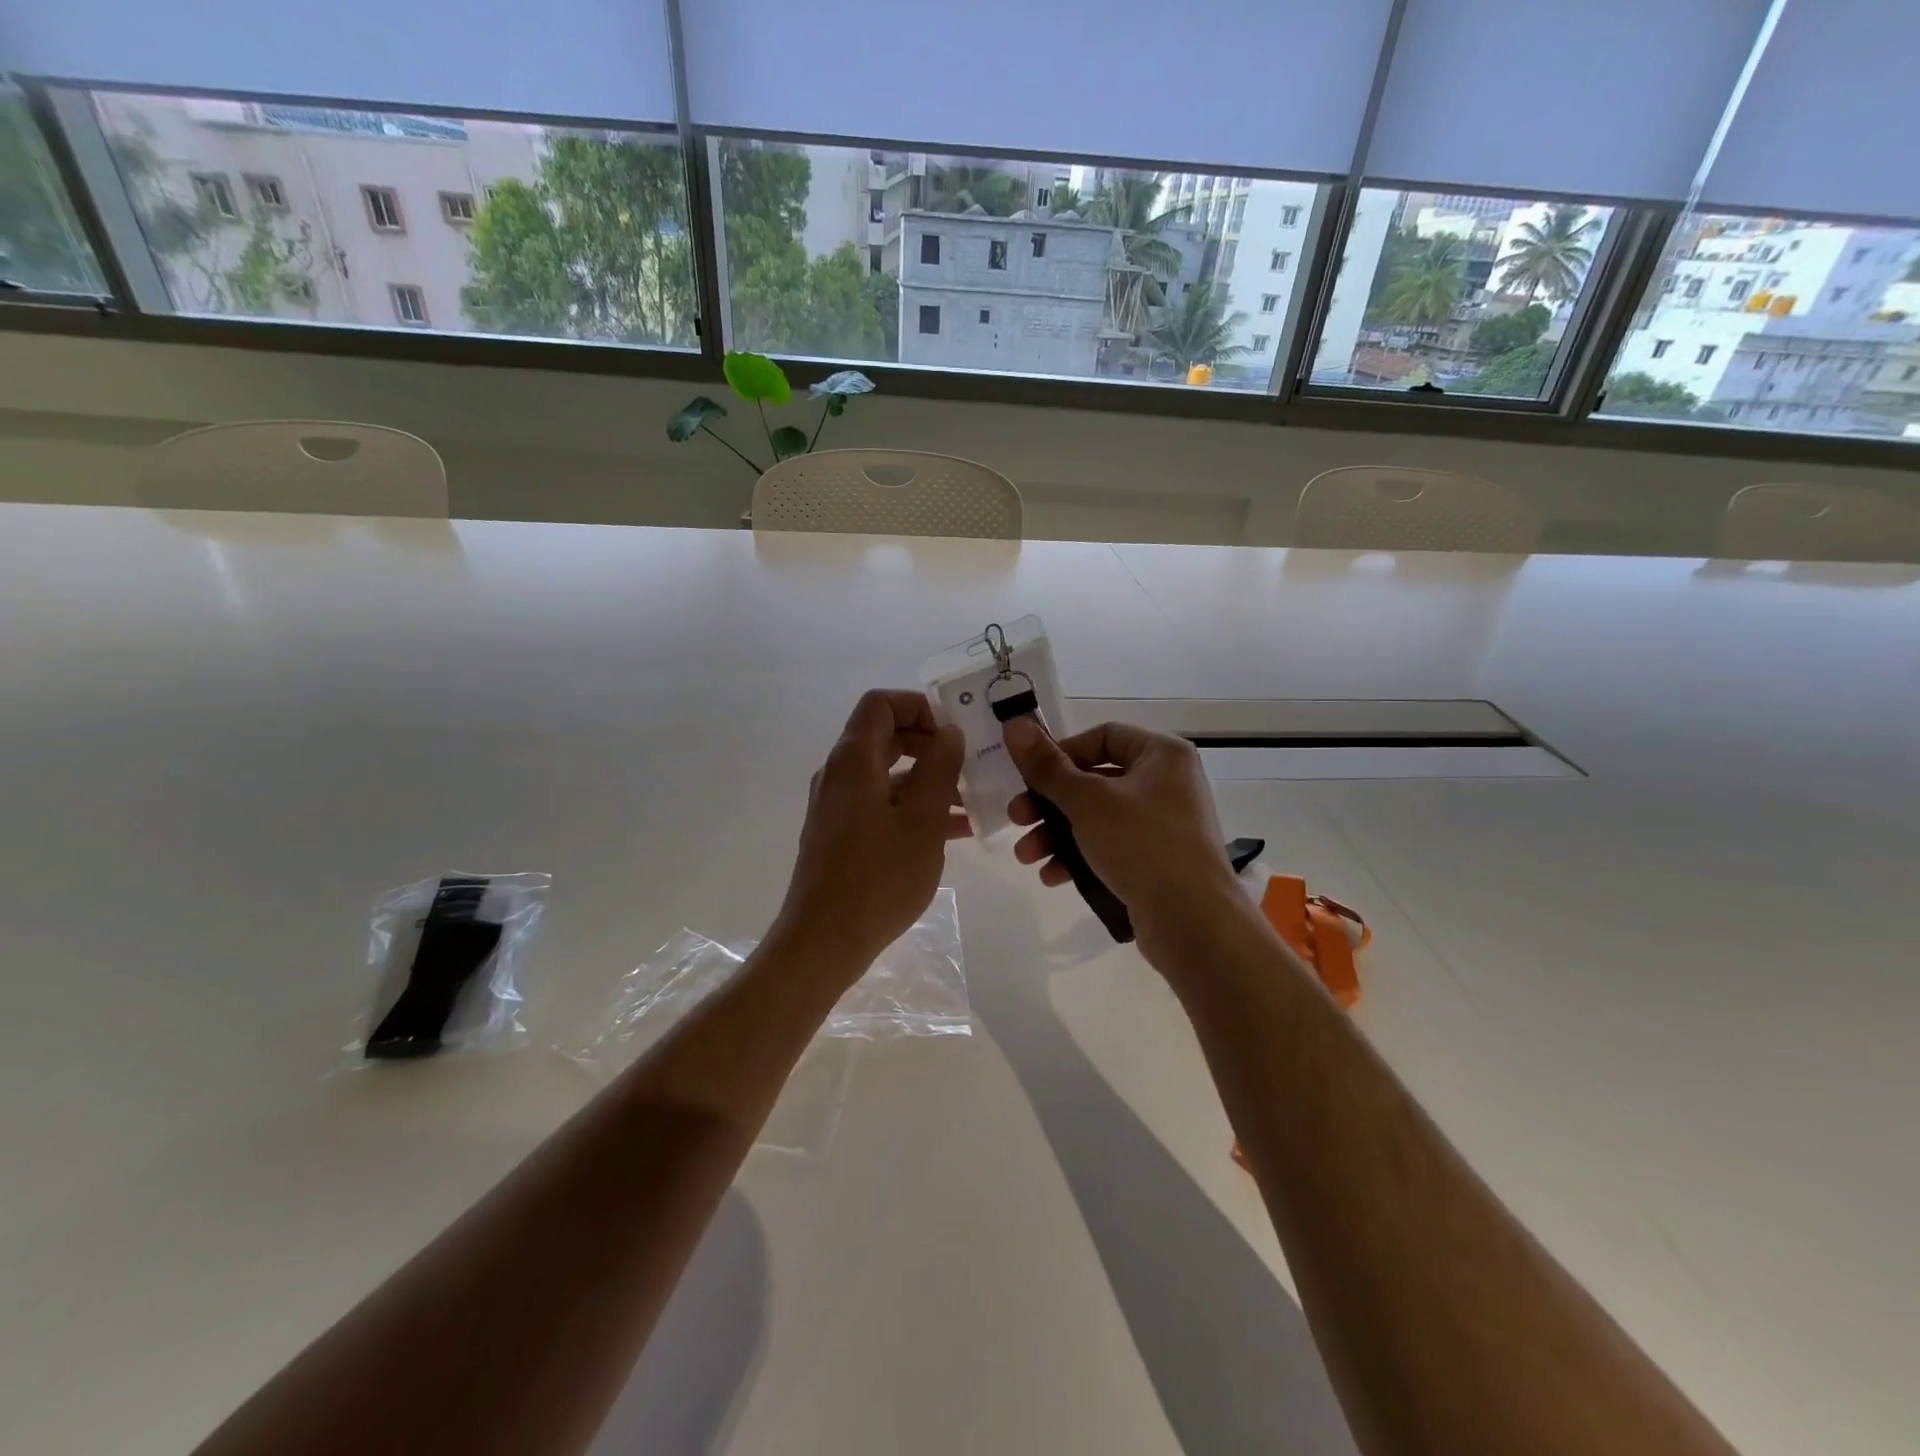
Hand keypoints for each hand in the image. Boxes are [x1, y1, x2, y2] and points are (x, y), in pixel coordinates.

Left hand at [774, 689, 968, 970]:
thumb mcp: (922, 819)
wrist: (824, 941)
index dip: (918, 707)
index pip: (881, 704)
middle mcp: (840, 774)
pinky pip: (882, 804)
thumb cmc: (878, 877)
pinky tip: (953, 831)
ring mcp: (838, 806)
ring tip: (972, 802)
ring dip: (928, 780)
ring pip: (888, 774)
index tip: (952, 733)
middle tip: (968, 764)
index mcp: (854, 760)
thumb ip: (939, 767)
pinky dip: (914, 807)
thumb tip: (949, 732)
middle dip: (930, 745)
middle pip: (886, 737)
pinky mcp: (841, 834)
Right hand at [1003, 717, 1243, 961]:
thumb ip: (1047, 766)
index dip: (1063, 753)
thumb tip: (1014, 724)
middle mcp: (1166, 784)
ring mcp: (1163, 825)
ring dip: (1056, 834)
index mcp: (1162, 755)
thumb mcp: (1087, 801)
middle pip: (1094, 780)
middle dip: (1049, 803)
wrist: (1193, 922)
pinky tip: (1053, 876)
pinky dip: (1080, 857)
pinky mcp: (1156, 861)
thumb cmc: (1142, 844)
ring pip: (1097, 818)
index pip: (1103, 736)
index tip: (1032, 777)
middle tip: (1016, 818)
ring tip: (1026, 856)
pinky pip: (1110, 847)